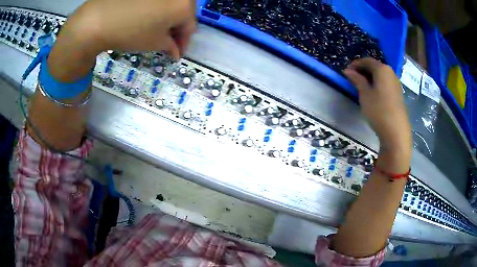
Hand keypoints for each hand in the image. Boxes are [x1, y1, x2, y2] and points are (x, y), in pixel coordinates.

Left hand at [48, 0, 195, 81]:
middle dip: (176, 28)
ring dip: (167, 18)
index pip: (190, 27)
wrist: (98, 19)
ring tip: (155, 30)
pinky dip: (156, 9)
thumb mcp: (154, 43)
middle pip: (183, 12)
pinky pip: (157, 0)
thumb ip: (171, 45)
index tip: (175, 53)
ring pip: (170, 4)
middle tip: (166, 42)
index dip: (183, 42)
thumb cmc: (130, 32)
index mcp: (184, 5)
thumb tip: (175, 50)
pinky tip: (146, 17)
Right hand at [344, 58, 411, 164]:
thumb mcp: (364, 94)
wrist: (396, 131)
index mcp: (382, 69)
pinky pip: (385, 83)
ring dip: (370, 77)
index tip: (346, 72)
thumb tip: (348, 71)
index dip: (355, 64)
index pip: (366, 61)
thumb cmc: (378, 110)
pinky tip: (373, 93)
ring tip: (362, 86)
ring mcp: (395, 83)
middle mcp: (390, 72)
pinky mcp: (398, 93)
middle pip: (375, 66)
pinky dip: (377, 84)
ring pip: (380, 75)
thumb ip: (357, 80)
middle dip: (363, 70)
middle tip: (353, 79)